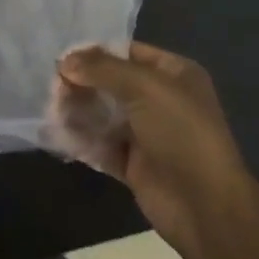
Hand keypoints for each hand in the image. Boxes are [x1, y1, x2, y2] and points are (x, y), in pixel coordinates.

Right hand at [51, 42, 255, 256]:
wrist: (205, 205)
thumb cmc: (181, 133)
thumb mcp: (145, 88)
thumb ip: (103, 69)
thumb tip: (65, 60)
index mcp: (173, 74)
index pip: (128, 52)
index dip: (96, 53)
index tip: (62, 59)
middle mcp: (160, 99)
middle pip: (111, 83)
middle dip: (82, 84)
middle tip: (54, 90)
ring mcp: (147, 133)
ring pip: (103, 114)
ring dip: (78, 111)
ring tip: (53, 112)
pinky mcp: (133, 163)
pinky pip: (101, 145)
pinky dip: (82, 140)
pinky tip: (60, 135)